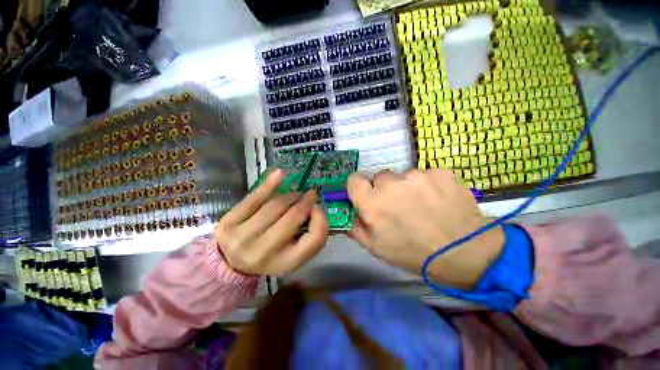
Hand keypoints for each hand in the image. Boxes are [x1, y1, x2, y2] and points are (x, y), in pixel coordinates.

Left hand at [215, 169, 328, 274]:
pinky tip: (279, 174)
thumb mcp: (294, 253)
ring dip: (290, 196)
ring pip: (276, 206)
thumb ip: (310, 234)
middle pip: (294, 217)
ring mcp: (243, 238)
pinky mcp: (228, 224)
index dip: (321, 219)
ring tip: (295, 195)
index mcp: (286, 262)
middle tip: (309, 195)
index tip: (317, 208)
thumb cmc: (271, 255)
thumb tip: (313, 206)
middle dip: (305, 202)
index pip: (315, 238)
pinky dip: (269, 185)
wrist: (232, 262)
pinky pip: (254, 198)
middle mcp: (265, 253)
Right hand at [347, 169, 503, 288]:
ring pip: (403, 175)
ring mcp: (417, 175)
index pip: (354, 179)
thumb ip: (354, 226)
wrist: (464, 252)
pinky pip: (424, 174)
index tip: (367, 195)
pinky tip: (437, 200)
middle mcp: (390, 184)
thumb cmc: (412, 253)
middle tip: (399, 206)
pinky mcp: (439, 172)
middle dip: (384, 189)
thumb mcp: (375, 247)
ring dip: (407, 187)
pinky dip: (427, 185)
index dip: (359, 187)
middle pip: (380, 177)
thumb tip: (346, 212)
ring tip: (422, 205)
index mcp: (372, 202)